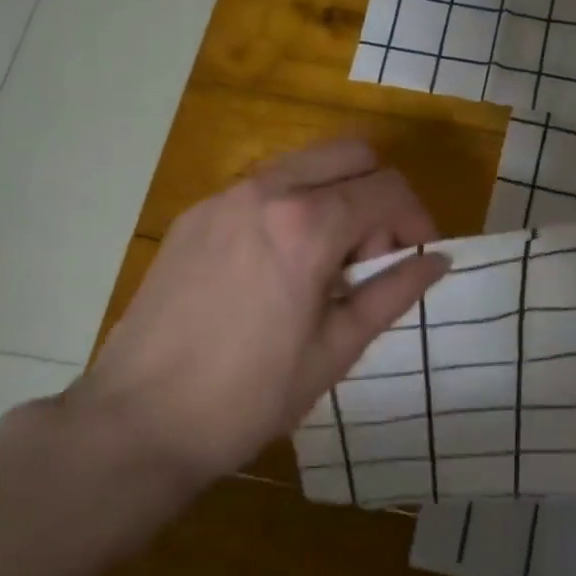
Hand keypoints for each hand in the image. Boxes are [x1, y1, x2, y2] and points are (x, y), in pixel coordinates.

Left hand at [74, 141, 447, 480]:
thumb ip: (393, 293)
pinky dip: (293, 205)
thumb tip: (438, 260)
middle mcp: (266, 190)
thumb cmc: (247, 397)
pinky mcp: (196, 214)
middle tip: (372, 256)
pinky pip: (264, 186)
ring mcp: (224, 197)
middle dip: (378, 194)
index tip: (417, 257)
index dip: (417, 218)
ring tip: (327, 261)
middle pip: (351, 154)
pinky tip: (279, 264)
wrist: (137, 422)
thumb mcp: (335, 350)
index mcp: (307, 225)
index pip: (388, 189)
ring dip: (336, 194)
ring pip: (306, 163)